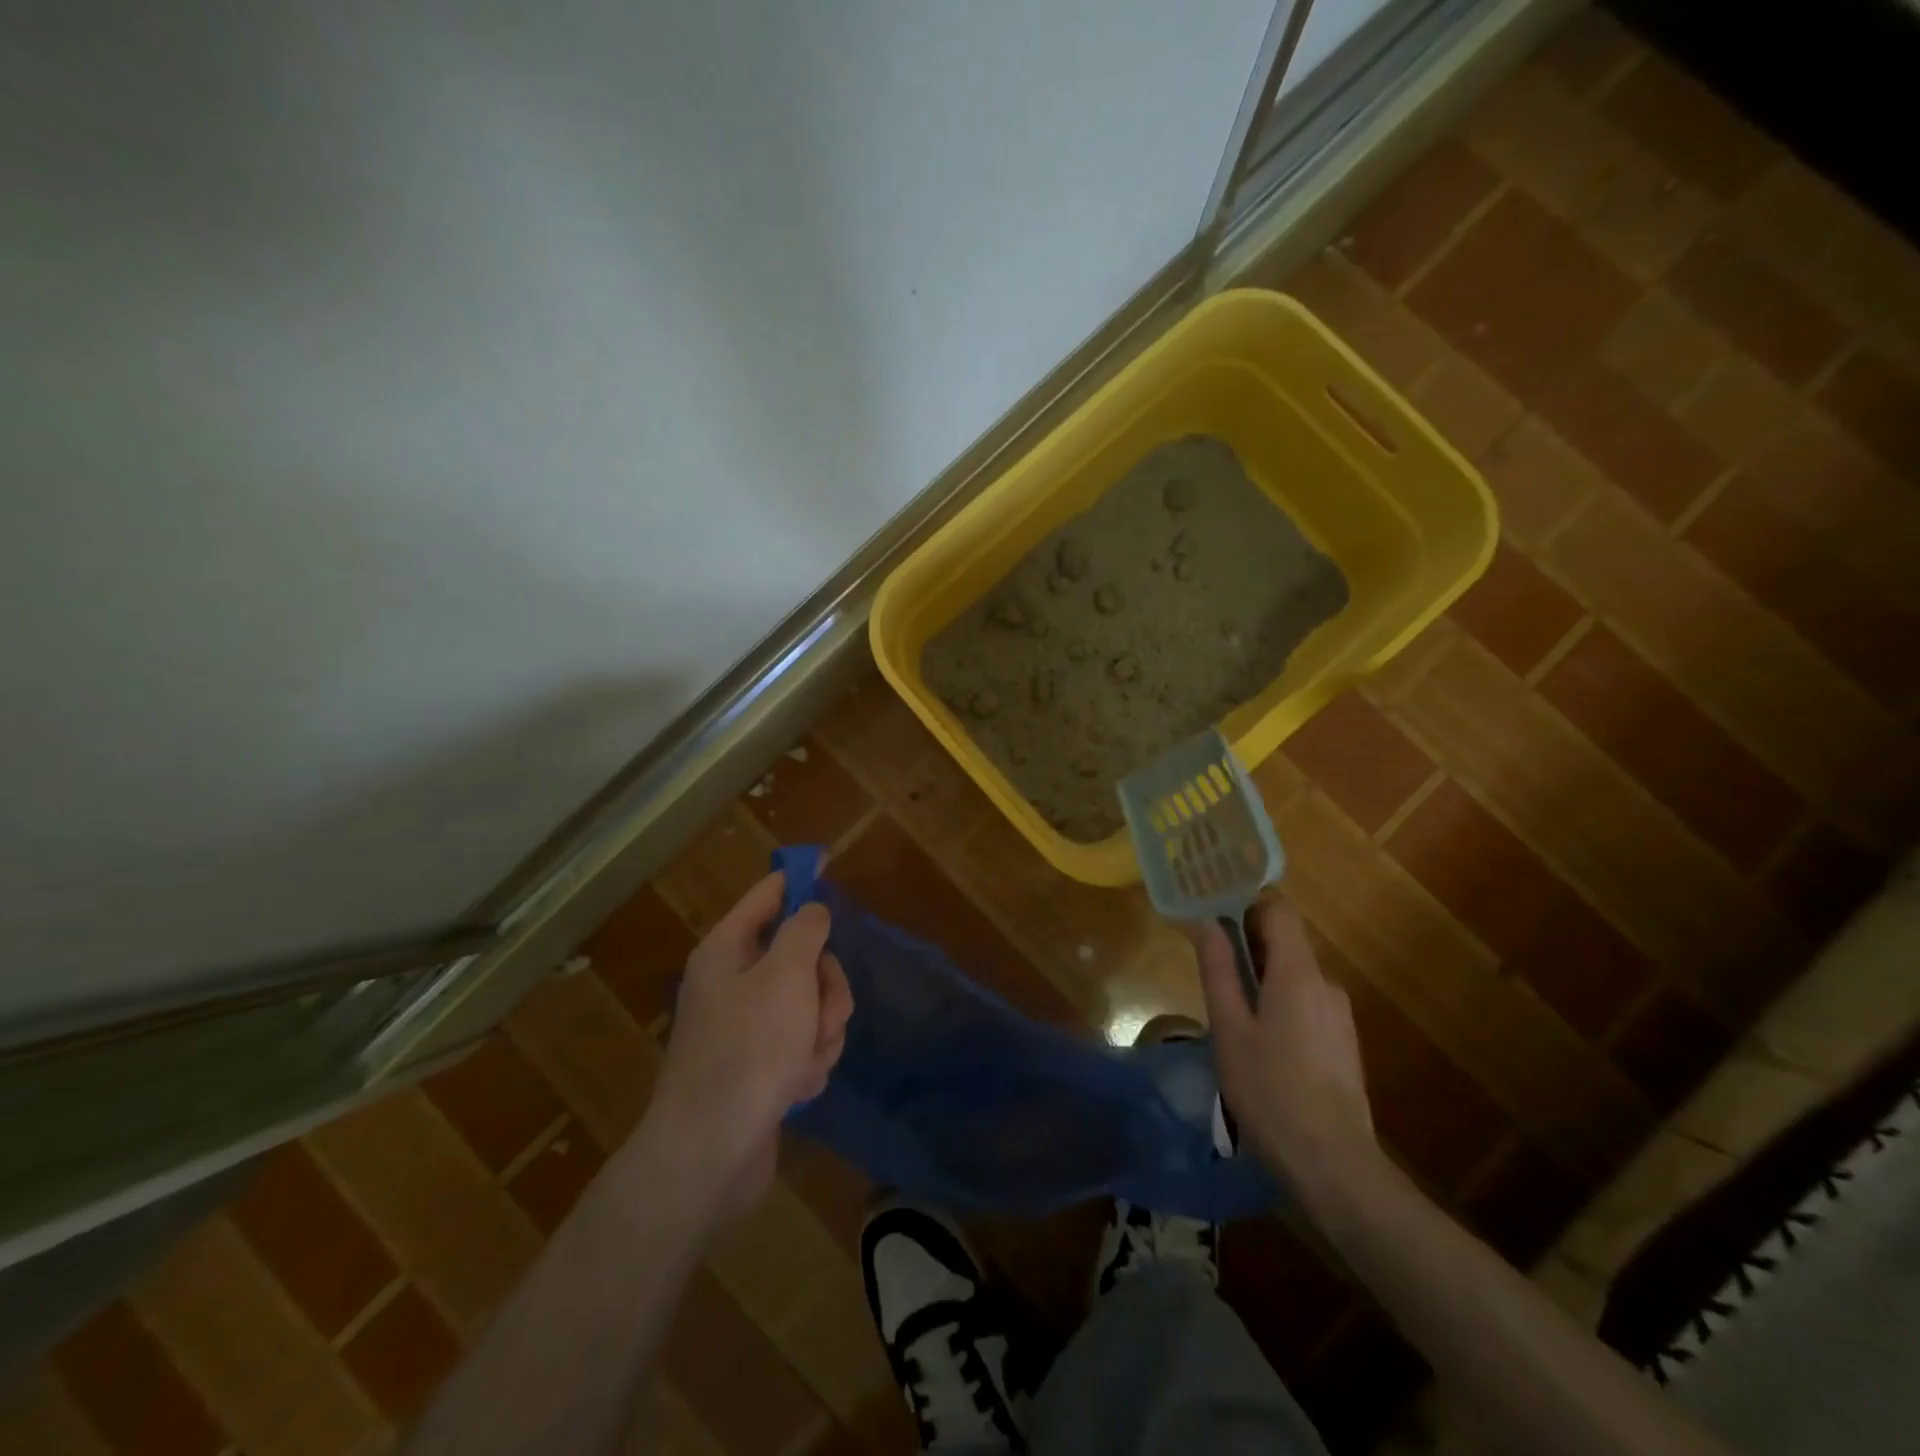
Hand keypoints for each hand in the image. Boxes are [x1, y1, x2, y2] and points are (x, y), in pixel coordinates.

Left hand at [637, 871, 852, 1225]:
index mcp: (727, 951)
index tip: (826, 861)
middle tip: (824, 1011)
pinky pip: (802, 1044)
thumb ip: (805, 932)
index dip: (798, 878)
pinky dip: (807, 1062)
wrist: (711, 1153)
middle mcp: (734, 983)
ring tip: (805, 1060)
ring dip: (821, 1031)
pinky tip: (795, 1087)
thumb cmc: (748, 1050)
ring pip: (810, 1004)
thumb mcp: (786, 976)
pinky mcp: (760, 1067)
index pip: (767, 895)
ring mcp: (747, 1028)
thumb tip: (812, 909)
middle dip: (825, 986)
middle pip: (802, 957)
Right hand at [1195, 896, 1378, 1192]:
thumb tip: (1208, 923)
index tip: (1214, 921)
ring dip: (1262, 984)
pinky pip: (1307, 1006)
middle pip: (1286, 944)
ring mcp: (1339, 1016)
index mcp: (1298, 973)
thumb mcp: (1229, 1029)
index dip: (1246, 907)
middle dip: (1247, 950)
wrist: (1332, 1164)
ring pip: (1294, 978)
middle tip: (1212, 978)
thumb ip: (1219, 971)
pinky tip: (1262, 1050)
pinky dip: (1281, 1008)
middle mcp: (1326, 984)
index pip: (1279, 911)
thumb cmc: (1270, 1091)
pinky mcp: (1343, 1044)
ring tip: (1232, 1022)